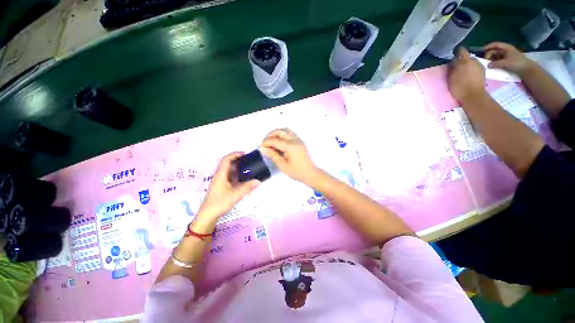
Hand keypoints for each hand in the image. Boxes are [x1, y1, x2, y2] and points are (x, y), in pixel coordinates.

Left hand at [193, 152, 259, 230]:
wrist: (208, 215)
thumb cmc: (219, 203)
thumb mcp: (235, 195)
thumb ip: (247, 187)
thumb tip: (258, 181)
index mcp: (221, 174)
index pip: (226, 159)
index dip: (235, 154)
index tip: (245, 154)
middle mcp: (220, 176)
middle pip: (228, 164)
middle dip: (238, 161)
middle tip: (249, 162)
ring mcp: (220, 181)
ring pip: (229, 171)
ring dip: (238, 169)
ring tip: (249, 169)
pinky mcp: (222, 187)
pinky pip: (230, 177)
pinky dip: (238, 176)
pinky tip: (244, 180)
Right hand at [260, 129, 318, 184]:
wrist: (310, 173)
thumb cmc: (297, 172)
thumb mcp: (282, 165)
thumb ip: (272, 155)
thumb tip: (262, 148)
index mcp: (290, 146)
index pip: (274, 140)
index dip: (266, 142)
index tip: (261, 147)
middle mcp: (295, 140)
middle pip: (279, 131)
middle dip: (270, 135)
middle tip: (265, 144)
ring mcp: (298, 139)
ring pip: (285, 130)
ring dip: (276, 133)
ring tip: (271, 142)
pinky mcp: (300, 141)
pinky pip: (289, 133)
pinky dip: (282, 134)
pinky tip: (279, 142)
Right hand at [448, 47, 486, 102]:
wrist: (473, 95)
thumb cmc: (459, 87)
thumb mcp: (451, 78)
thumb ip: (452, 68)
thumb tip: (453, 63)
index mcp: (465, 61)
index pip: (461, 50)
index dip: (457, 52)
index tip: (454, 57)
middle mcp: (473, 60)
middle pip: (467, 57)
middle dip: (463, 60)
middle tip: (458, 68)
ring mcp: (480, 65)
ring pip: (472, 62)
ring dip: (468, 65)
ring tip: (464, 73)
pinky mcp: (483, 71)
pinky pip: (476, 67)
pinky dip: (473, 69)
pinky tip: (470, 76)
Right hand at [483, 42, 534, 74]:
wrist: (526, 69)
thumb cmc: (518, 63)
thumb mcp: (507, 63)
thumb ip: (497, 64)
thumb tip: (487, 65)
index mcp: (506, 48)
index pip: (496, 45)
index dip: (489, 46)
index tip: (482, 50)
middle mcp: (505, 51)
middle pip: (494, 51)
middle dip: (489, 54)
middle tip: (485, 60)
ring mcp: (505, 57)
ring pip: (495, 56)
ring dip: (490, 59)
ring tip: (486, 64)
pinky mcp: (505, 62)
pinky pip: (497, 61)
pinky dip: (493, 63)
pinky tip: (490, 66)